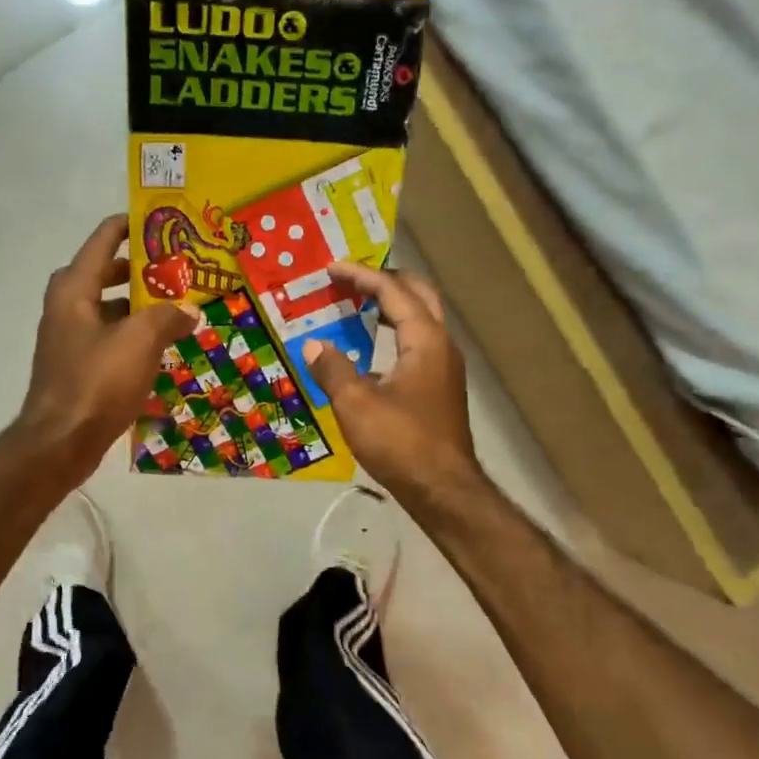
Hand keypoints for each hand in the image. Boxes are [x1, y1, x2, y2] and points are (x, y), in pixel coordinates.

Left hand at [20, 215, 199, 485]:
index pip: (101, 241)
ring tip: (174, 309)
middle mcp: (66, 309)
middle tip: (172, 268)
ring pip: (107, 312)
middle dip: (136, 270)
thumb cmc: (97, 381)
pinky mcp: (77, 370)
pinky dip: (131, 339)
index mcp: (73, 291)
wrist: (61, 442)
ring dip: (136, 308)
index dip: (128, 226)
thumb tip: (188, 309)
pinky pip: (108, 341)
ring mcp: (69, 342)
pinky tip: (159, 351)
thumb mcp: (140, 341)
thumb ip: (167, 316)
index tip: (156, 219)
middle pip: (101, 275)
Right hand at [302, 262, 485, 504]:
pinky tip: (371, 351)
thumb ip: (333, 369)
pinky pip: (418, 345)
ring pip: (422, 321)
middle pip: (419, 296)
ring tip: (359, 306)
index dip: (361, 276)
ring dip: (393, 308)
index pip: (393, 292)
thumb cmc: (401, 442)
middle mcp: (442, 346)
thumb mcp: (356, 404)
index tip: (332, 268)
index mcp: (426, 340)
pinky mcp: (440, 390)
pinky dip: (395, 334)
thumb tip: (313, 344)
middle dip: (386, 282)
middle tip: (353, 279)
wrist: (443, 490)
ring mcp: (445, 368)